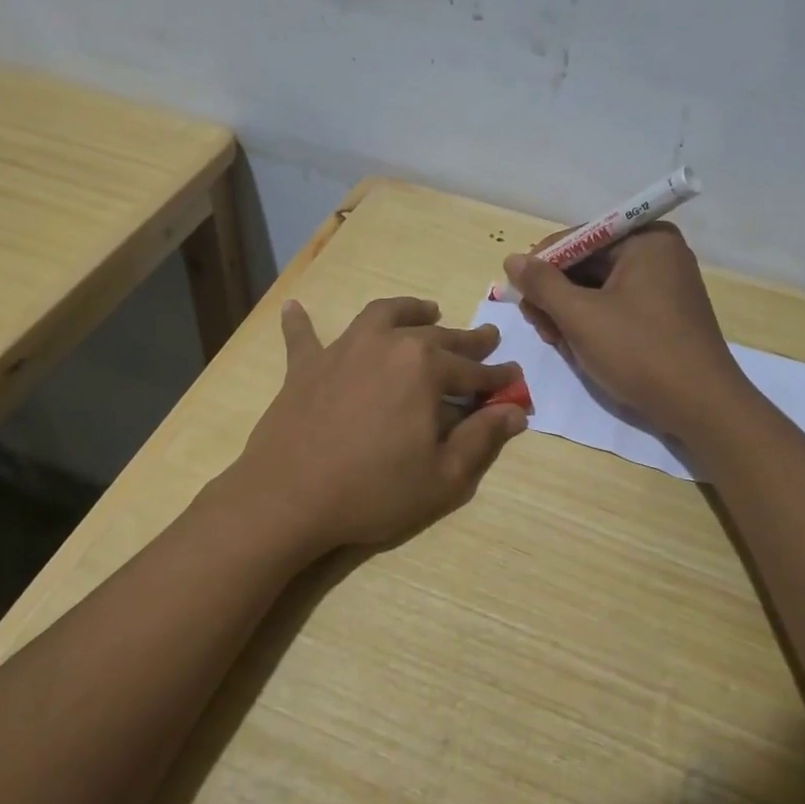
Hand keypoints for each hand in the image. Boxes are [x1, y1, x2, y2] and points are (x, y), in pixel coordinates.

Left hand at [228, 296, 527, 556]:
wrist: (289, 497)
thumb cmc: (374, 490)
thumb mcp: (443, 476)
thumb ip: (481, 439)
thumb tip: (515, 412)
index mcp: (425, 368)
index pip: (473, 371)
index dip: (498, 378)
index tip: (515, 378)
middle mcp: (387, 344)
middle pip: (436, 336)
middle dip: (466, 340)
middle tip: (486, 337)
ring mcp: (342, 349)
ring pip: (382, 316)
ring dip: (409, 310)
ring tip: (426, 309)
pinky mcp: (305, 365)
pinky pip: (304, 335)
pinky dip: (301, 321)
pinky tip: (295, 305)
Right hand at [504, 225, 748, 436]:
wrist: (701, 407)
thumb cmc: (640, 353)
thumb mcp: (581, 317)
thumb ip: (542, 284)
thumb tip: (513, 259)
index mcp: (645, 239)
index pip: (577, 239)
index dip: (542, 266)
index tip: (520, 298)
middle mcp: (658, 253)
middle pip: (587, 263)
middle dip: (557, 294)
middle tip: (539, 326)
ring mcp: (664, 284)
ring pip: (598, 288)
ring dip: (570, 312)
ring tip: (557, 341)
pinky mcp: (665, 314)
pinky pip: (617, 306)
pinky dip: (593, 323)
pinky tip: (579, 347)